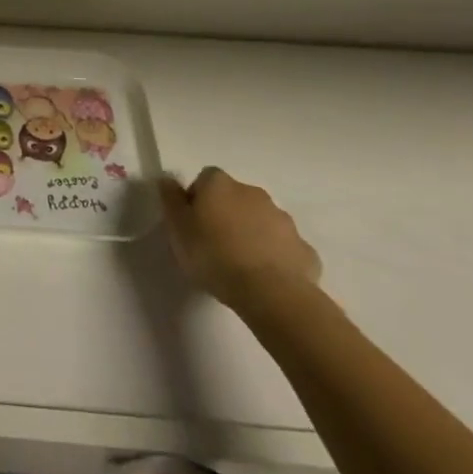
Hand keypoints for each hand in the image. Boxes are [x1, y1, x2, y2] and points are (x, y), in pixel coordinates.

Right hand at [159, 168, 320, 313]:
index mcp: (220, 184)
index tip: (193, 226)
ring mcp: (283, 219)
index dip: (198, 201)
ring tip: (242, 266)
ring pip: (261, 221)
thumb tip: (168, 180)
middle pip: (235, 198)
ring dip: (252, 234)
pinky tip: (267, 279)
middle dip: (227, 216)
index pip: (205, 180)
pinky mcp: (304, 249)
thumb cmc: (215, 256)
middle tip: (216, 246)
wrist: (272, 293)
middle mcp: (253, 192)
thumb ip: (170, 200)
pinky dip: (276, 257)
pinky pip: (284, 247)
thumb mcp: (178, 229)